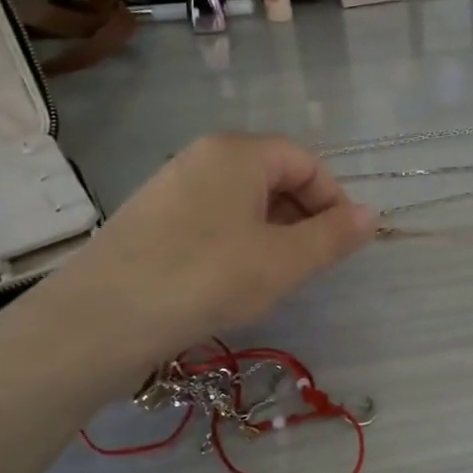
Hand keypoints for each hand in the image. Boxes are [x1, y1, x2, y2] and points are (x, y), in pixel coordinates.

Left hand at [26, 135, 376, 397]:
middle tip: (310, 264)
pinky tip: (230, 281)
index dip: (333, 199)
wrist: (101, 320)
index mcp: (239, 152)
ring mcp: (171, 185)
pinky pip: (212, 217)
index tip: (342, 243)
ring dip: (272, 232)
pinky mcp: (150, 217)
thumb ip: (333, 236)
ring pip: (242, 200)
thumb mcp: (283, 261)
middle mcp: (203, 156)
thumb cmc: (207, 277)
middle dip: (303, 217)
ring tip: (272, 277)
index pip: (305, 161)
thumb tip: (371, 215)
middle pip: (273, 176)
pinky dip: (236, 241)